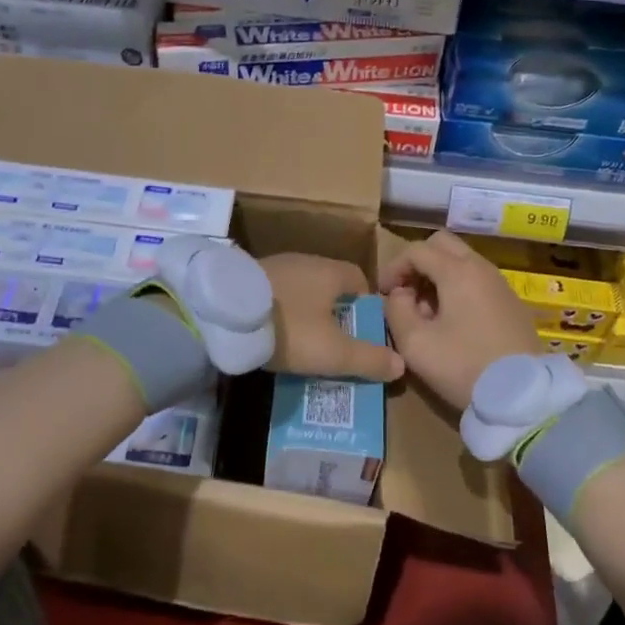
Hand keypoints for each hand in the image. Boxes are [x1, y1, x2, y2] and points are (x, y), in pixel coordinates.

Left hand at [260, 254, 404, 381]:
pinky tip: (274, 333)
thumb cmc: (289, 328)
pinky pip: (276, 294)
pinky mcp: (248, 278)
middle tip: (336, 343)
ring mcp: (274, 266)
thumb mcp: (334, 352)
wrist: (223, 314)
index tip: (364, 333)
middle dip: (336, 312)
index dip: (366, 307)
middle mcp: (305, 261)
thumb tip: (401, 363)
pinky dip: (281, 311)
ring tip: (304, 342)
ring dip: (306, 312)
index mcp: (330, 271)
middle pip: (330, 285)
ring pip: (301, 290)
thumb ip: (369, 359)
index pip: (360, 280)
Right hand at [380, 229, 541, 411]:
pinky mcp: (512, 304)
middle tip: (406, 292)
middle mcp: (482, 268)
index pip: (417, 250)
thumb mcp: (415, 344)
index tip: (383, 294)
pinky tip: (453, 323)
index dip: (393, 267)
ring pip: (462, 262)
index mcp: (458, 271)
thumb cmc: (464, 366)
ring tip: (426, 312)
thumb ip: (396, 310)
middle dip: (418, 263)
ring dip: (438, 277)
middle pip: (443, 245)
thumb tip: (399, 295)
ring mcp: (501, 285)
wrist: (523, 397)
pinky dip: (458, 289)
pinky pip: (478, 281)